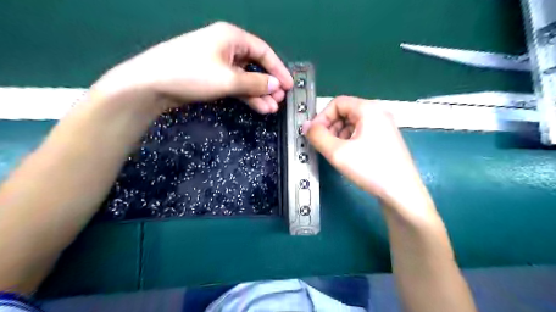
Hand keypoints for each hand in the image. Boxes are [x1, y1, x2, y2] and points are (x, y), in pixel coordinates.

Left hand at [91, 22, 292, 114]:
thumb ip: (255, 82)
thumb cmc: (193, 74)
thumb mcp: (228, 79)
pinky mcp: (211, 77)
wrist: (152, 85)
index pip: (263, 52)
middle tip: (280, 101)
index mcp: (232, 38)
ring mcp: (218, 63)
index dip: (278, 69)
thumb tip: (276, 85)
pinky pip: (235, 85)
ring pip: (246, 78)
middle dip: (269, 84)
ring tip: (271, 109)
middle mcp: (227, 47)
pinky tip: (257, 107)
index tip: (289, 86)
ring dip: (259, 93)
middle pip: (255, 66)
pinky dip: (246, 96)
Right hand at [306, 97, 426, 208]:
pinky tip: (346, 156)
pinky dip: (348, 141)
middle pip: (345, 112)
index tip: (314, 134)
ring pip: (352, 124)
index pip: (337, 103)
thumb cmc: (370, 168)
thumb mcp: (337, 152)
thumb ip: (318, 136)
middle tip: (322, 145)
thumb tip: (306, 126)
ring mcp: (383, 127)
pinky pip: (360, 133)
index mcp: (369, 109)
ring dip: (337, 135)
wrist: (402, 193)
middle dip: (329, 127)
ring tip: (334, 153)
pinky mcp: (384, 140)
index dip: (321, 117)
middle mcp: (378, 113)